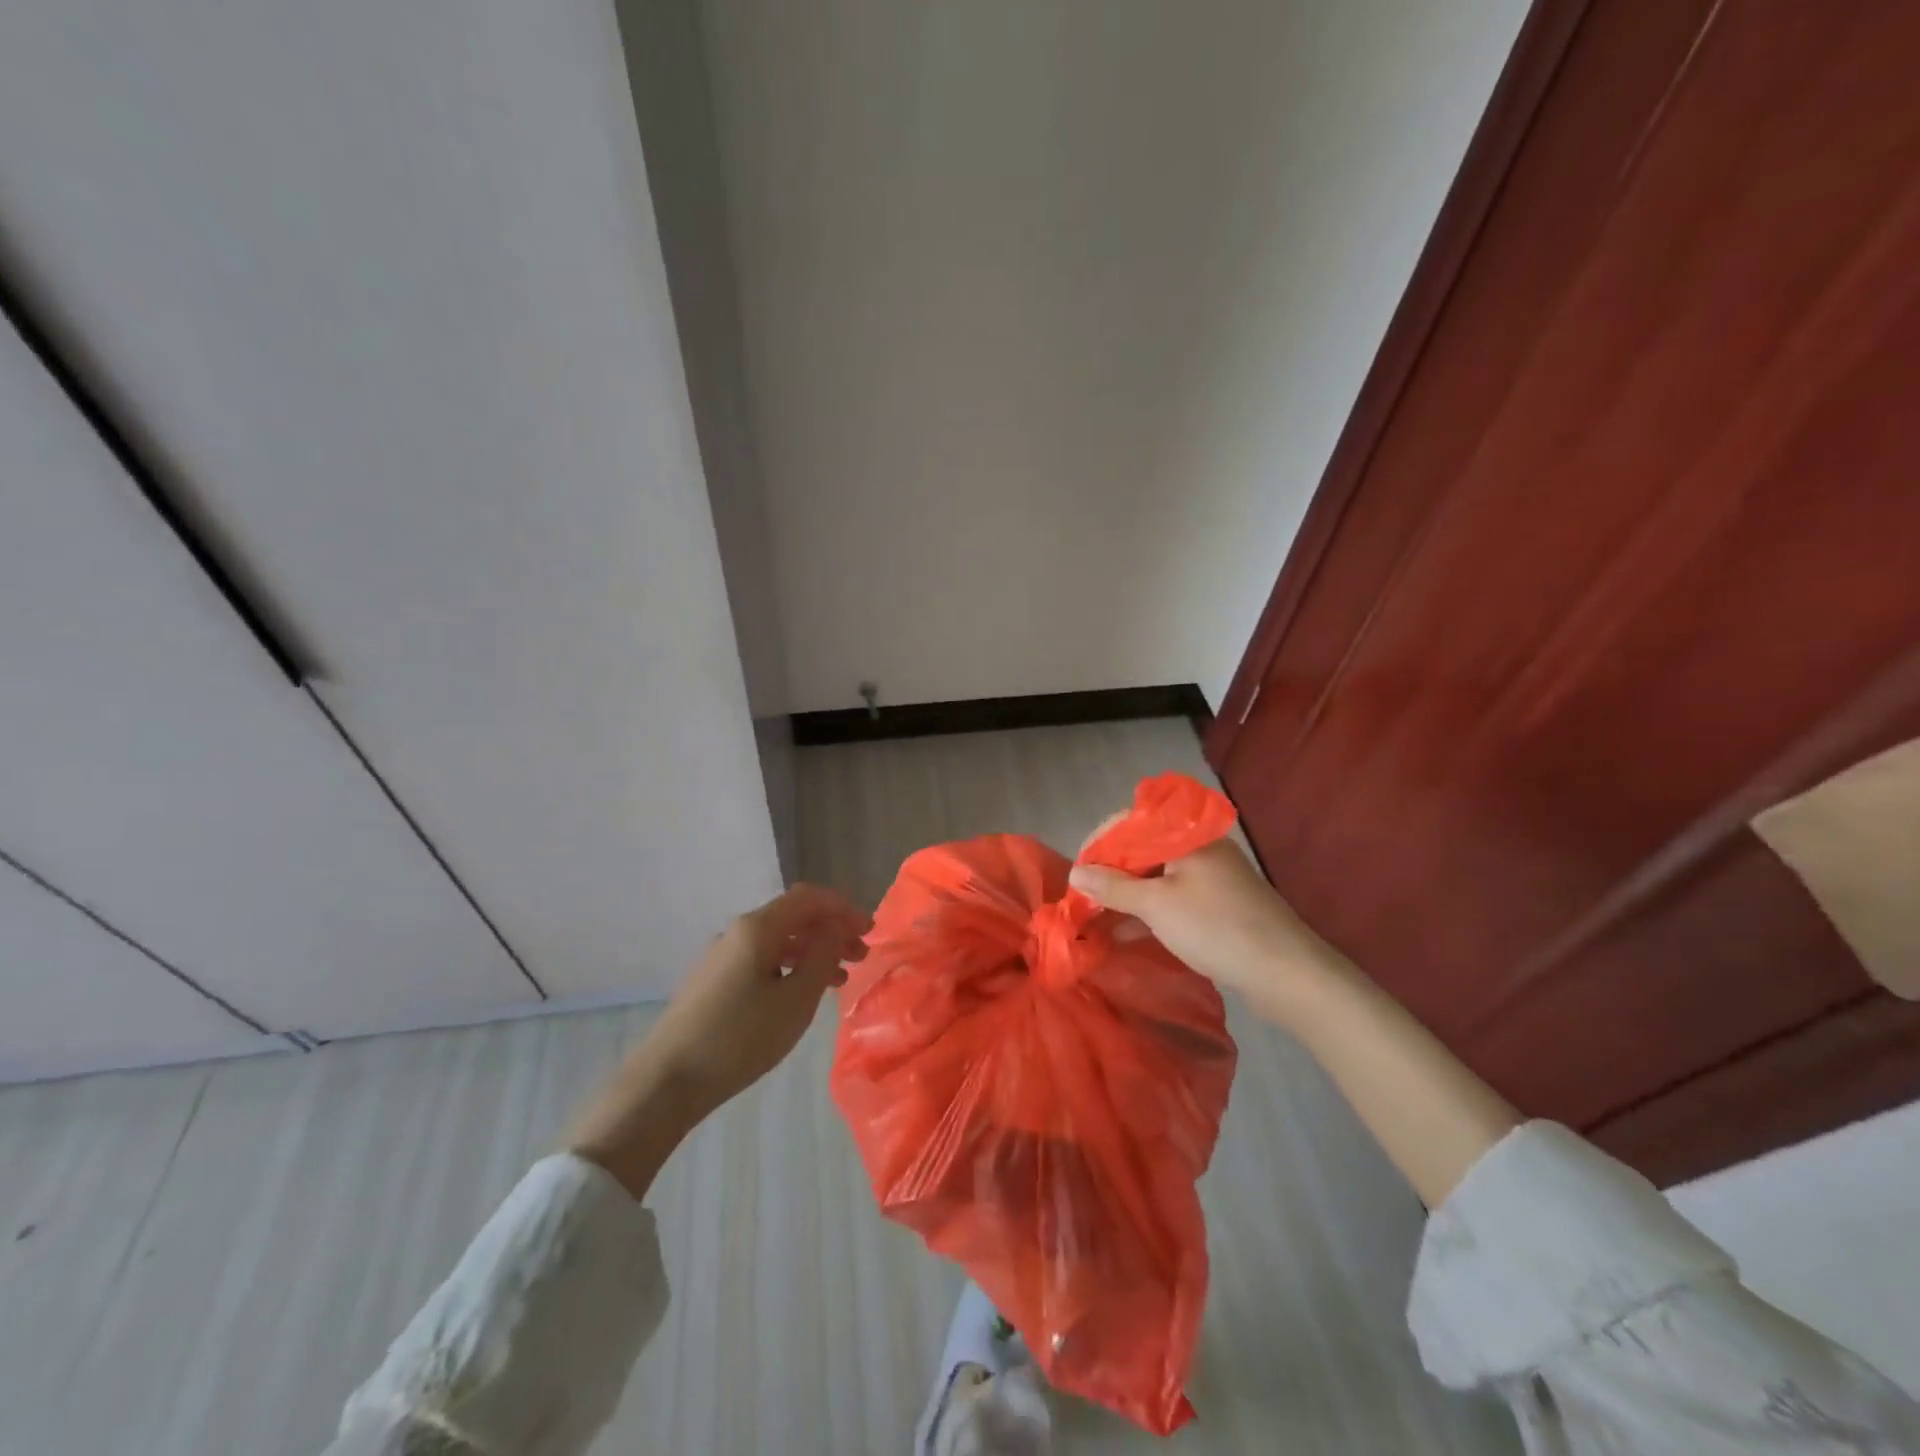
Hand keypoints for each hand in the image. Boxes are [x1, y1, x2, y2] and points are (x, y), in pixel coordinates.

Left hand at [569, 884, 869, 1196]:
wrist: (666, 1080)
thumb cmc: (740, 1038)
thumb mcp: (795, 1000)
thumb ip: (822, 956)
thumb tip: (837, 927)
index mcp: (758, 928)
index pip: (809, 898)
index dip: (843, 908)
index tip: (869, 930)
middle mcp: (737, 932)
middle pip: (793, 917)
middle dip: (831, 930)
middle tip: (861, 955)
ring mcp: (721, 956)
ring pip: (778, 940)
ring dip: (812, 950)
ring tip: (839, 978)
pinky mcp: (712, 980)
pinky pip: (761, 958)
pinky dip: (790, 966)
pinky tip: (801, 992)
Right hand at [1069, 839, 1348, 1023]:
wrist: (1287, 973)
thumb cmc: (1216, 928)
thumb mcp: (1157, 905)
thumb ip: (1113, 887)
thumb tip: (1076, 872)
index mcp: (1187, 834)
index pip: (1131, 822)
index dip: (1099, 843)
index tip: (1077, 872)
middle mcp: (1200, 847)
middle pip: (1144, 847)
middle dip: (1111, 870)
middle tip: (1085, 896)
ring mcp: (1212, 877)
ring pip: (1158, 874)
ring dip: (1128, 892)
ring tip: (1098, 915)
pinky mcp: (1220, 904)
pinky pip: (1174, 896)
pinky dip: (1150, 908)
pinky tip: (1127, 931)